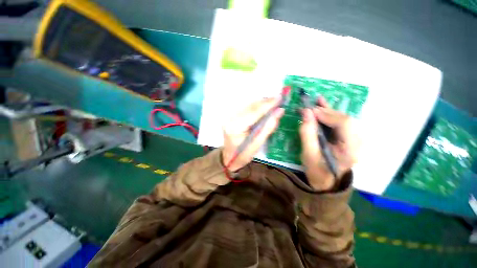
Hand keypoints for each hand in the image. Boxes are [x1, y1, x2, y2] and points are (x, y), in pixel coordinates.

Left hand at [222, 98, 284, 171]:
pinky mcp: (232, 117)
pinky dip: (256, 107)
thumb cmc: (243, 155)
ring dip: (261, 103)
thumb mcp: (258, 144)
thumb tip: (279, 111)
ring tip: (273, 103)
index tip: (279, 99)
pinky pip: (246, 108)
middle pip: (250, 106)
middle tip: (278, 100)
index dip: (267, 105)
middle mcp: (231, 119)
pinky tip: (263, 108)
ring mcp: (230, 117)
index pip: (254, 112)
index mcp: (236, 127)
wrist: (229, 158)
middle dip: (265, 102)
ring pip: (248, 105)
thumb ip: (268, 127)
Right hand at [299, 97, 359, 190]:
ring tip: (315, 102)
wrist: (326, 182)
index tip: (309, 111)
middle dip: (326, 112)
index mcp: (350, 150)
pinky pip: (340, 122)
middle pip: (345, 119)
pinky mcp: (348, 138)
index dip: (327, 115)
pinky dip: (330, 113)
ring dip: (328, 110)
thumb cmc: (317, 171)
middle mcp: (358, 142)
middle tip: (308, 108)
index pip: (344, 124)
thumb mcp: (308, 155)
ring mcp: (355, 140)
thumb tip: (306, 112)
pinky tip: (323, 104)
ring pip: (343, 119)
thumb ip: (307, 133)